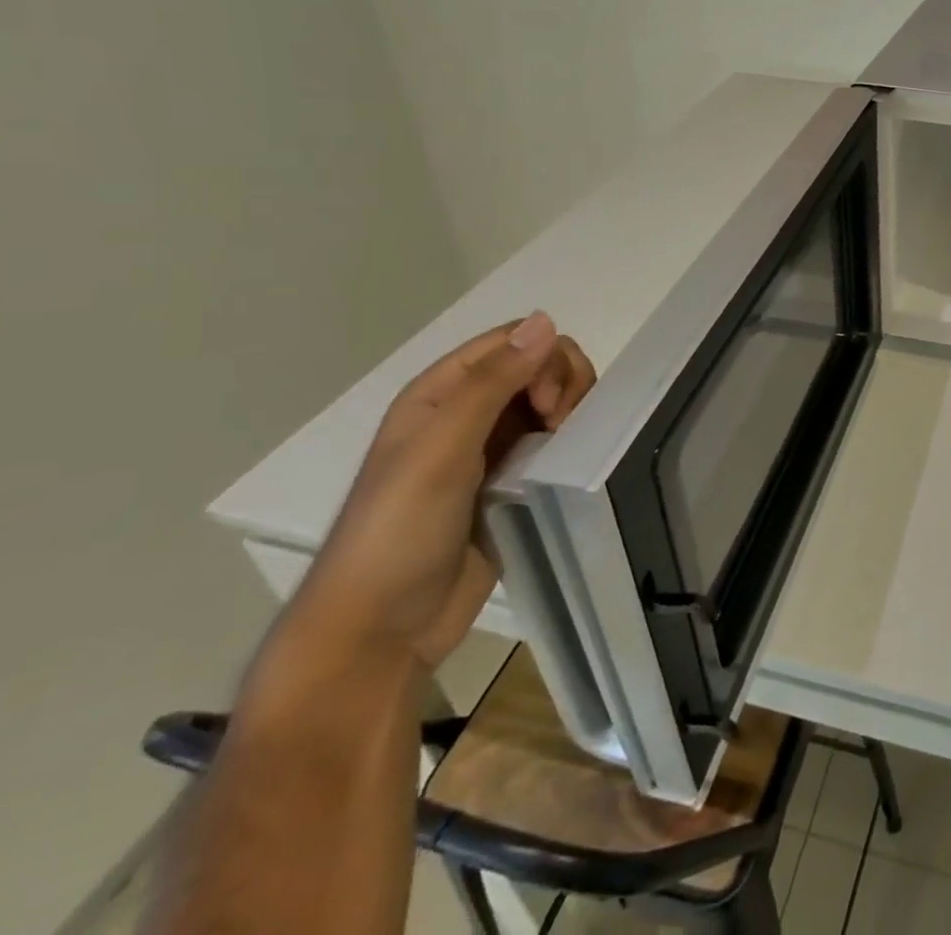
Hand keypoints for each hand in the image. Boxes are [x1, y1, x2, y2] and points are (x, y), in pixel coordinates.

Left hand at [292, 311, 595, 668]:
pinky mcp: (510, 483)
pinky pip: (552, 441)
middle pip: (537, 366)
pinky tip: (570, 463)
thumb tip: (546, 320)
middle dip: (562, 383)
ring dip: (571, 411)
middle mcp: (465, 412)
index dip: (542, 359)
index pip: (511, 341)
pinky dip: (569, 441)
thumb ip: (493, 383)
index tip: (548, 404)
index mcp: (440, 393)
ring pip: (550, 401)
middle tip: (559, 425)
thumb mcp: (442, 449)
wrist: (380, 630)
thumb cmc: (398, 531)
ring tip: (567, 446)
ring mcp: (489, 449)